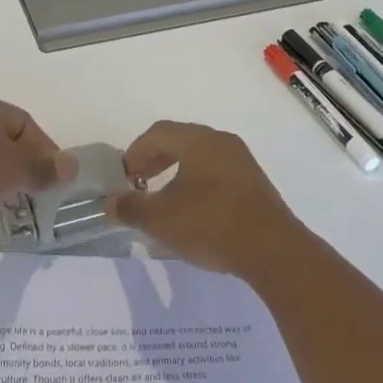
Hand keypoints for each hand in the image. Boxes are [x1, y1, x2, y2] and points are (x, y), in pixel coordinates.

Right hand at [107, 122, 305, 276]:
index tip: (124, 175)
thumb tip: (109, 202)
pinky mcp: (255, 184)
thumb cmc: (210, 224)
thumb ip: (131, 208)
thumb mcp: (161, 219)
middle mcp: (221, 142)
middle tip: (139, 183)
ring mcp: (242, 161)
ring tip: (164, 198)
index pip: (158, 132)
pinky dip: (198, 182)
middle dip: (156, 159)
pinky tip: (194, 210)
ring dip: (177, 171)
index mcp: (198, 140)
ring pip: (201, 156)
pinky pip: (218, 172)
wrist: (272, 249)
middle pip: (181, 140)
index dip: (136, 151)